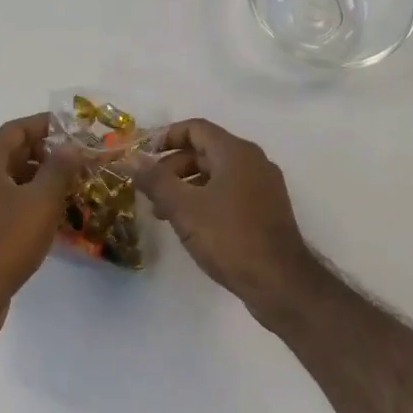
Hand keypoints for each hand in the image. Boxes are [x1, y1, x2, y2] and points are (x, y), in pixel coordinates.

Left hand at [0, 114, 75, 340]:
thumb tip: (71, 147)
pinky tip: (50, 216)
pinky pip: (3, 203)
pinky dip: (26, 202)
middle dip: (44, 154)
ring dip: (37, 180)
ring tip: (70, 187)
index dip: (45, 125)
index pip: (16, 129)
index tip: (73, 129)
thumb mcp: (41, 201)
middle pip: (11, 153)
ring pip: (7, 180)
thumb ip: (59, 169)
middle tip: (76, 160)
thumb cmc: (4, 240)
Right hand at [133, 118, 322, 324]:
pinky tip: (191, 225)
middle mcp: (253, 161)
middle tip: (149, 190)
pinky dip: (206, 199)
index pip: (195, 128)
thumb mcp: (184, 208)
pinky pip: (230, 192)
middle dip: (172, 167)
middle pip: (205, 150)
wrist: (282, 284)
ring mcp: (263, 186)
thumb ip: (155, 180)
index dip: (165, 137)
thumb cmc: (230, 238)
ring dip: (187, 186)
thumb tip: (130, 158)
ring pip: (217, 173)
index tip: (142, 156)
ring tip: (163, 213)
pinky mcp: (267, 210)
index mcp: (236, 152)